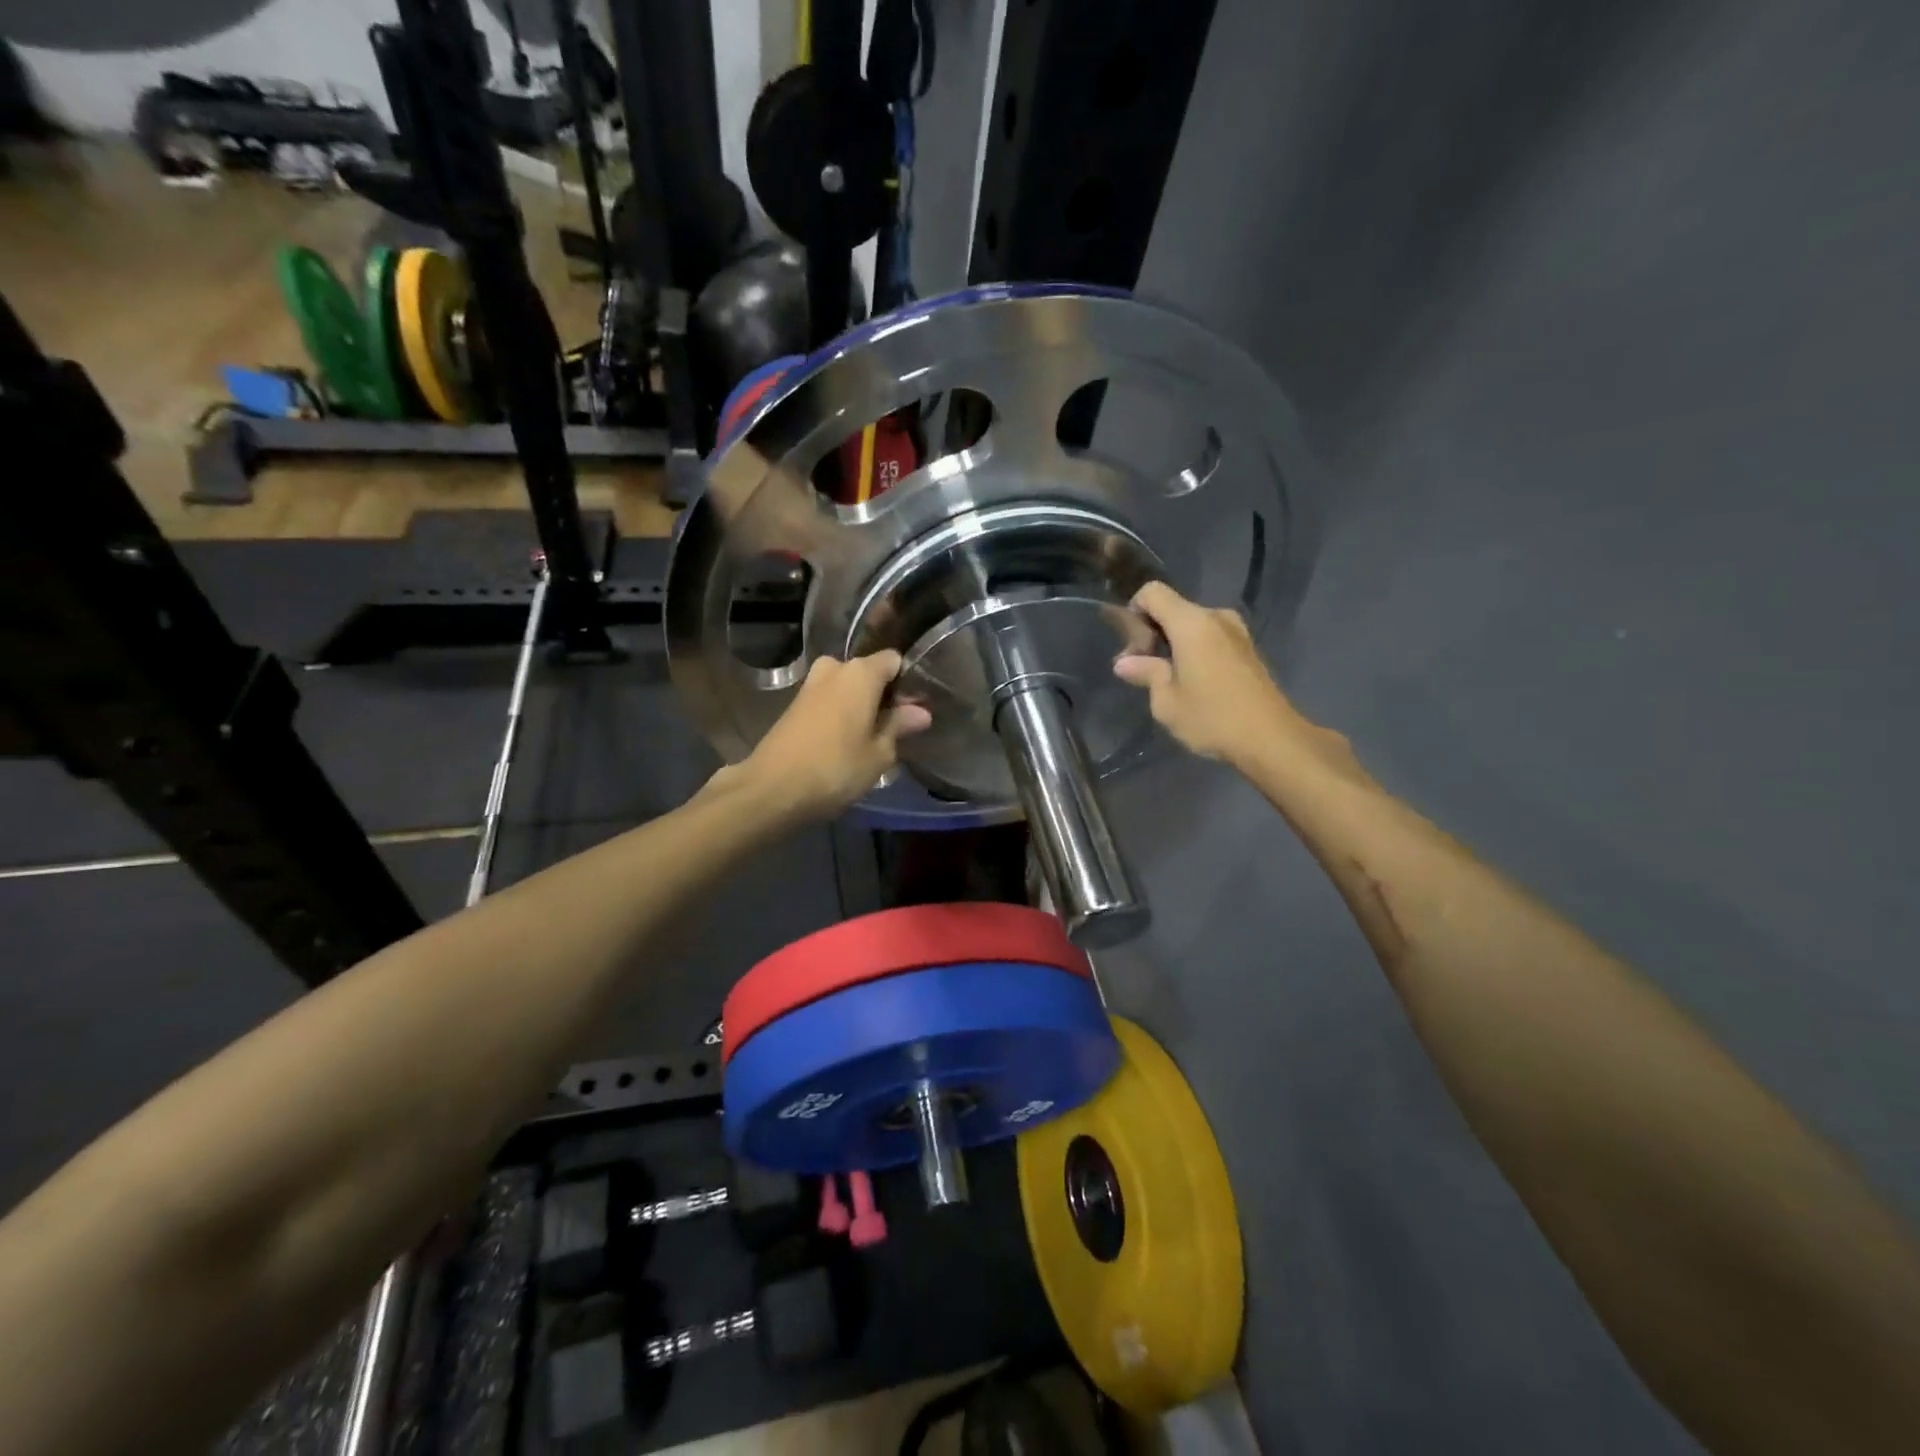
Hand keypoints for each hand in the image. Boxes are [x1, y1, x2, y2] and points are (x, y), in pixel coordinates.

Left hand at [715, 652, 931, 823]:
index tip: (917, 707)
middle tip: (896, 726)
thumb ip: (899, 726)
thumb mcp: (879, 753)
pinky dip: (841, 714)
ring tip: (873, 737)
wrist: (772, 789)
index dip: (908, 681)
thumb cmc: (836, 768)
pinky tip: (847, 742)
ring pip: (846, 687)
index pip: (894, 660)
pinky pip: (828, 701)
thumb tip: (921, 712)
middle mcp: (834, 669)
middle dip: (883, 694)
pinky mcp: (794, 705)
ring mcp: (810, 686)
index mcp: (860, 672)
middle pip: (868, 673)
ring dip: (861, 706)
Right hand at [1114, 582, 1369, 786]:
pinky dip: (1195, 650)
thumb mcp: (1166, 701)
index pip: (1153, 592)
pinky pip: (1211, 636)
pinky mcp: (1248, 648)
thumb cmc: (1212, 718)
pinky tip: (1193, 682)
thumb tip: (1124, 662)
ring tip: (1168, 679)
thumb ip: (1145, 673)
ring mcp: (1236, 631)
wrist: (1271, 739)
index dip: (1134, 611)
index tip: (1132, 646)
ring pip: (1192, 624)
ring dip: (1174, 643)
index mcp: (1192, 623)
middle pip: (1173, 608)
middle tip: (1143, 669)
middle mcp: (1215, 617)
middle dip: (1152, 632)